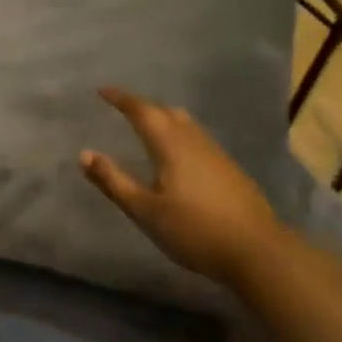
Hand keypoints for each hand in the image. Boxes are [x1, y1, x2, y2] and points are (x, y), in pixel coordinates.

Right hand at [80, 86, 286, 286]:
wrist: (257, 250)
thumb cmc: (194, 229)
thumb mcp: (145, 209)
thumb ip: (113, 181)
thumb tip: (84, 154)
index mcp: (170, 143)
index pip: (141, 110)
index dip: (121, 99)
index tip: (103, 90)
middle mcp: (193, 139)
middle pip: (165, 112)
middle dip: (142, 107)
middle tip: (123, 108)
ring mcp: (216, 153)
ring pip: (185, 124)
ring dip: (164, 119)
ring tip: (148, 127)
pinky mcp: (229, 169)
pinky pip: (197, 138)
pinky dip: (180, 135)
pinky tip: (179, 155)